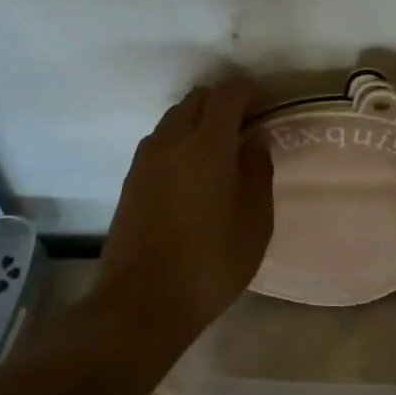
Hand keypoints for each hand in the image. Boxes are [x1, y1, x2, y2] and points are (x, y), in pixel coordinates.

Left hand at [92, 76, 273, 343]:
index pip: (227, 94)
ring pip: (175, 117)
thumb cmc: (209, 264)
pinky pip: (160, 140)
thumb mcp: (254, 223)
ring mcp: (146, 158)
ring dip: (199, 119)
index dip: (248, 91)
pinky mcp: (131, 178)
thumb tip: (254, 141)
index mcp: (206, 144)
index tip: (265, 105)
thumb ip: (257, 173)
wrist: (140, 302)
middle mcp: (171, 140)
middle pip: (197, 99)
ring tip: (220, 149)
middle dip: (223, 102)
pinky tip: (192, 171)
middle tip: (245, 125)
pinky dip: (180, 139)